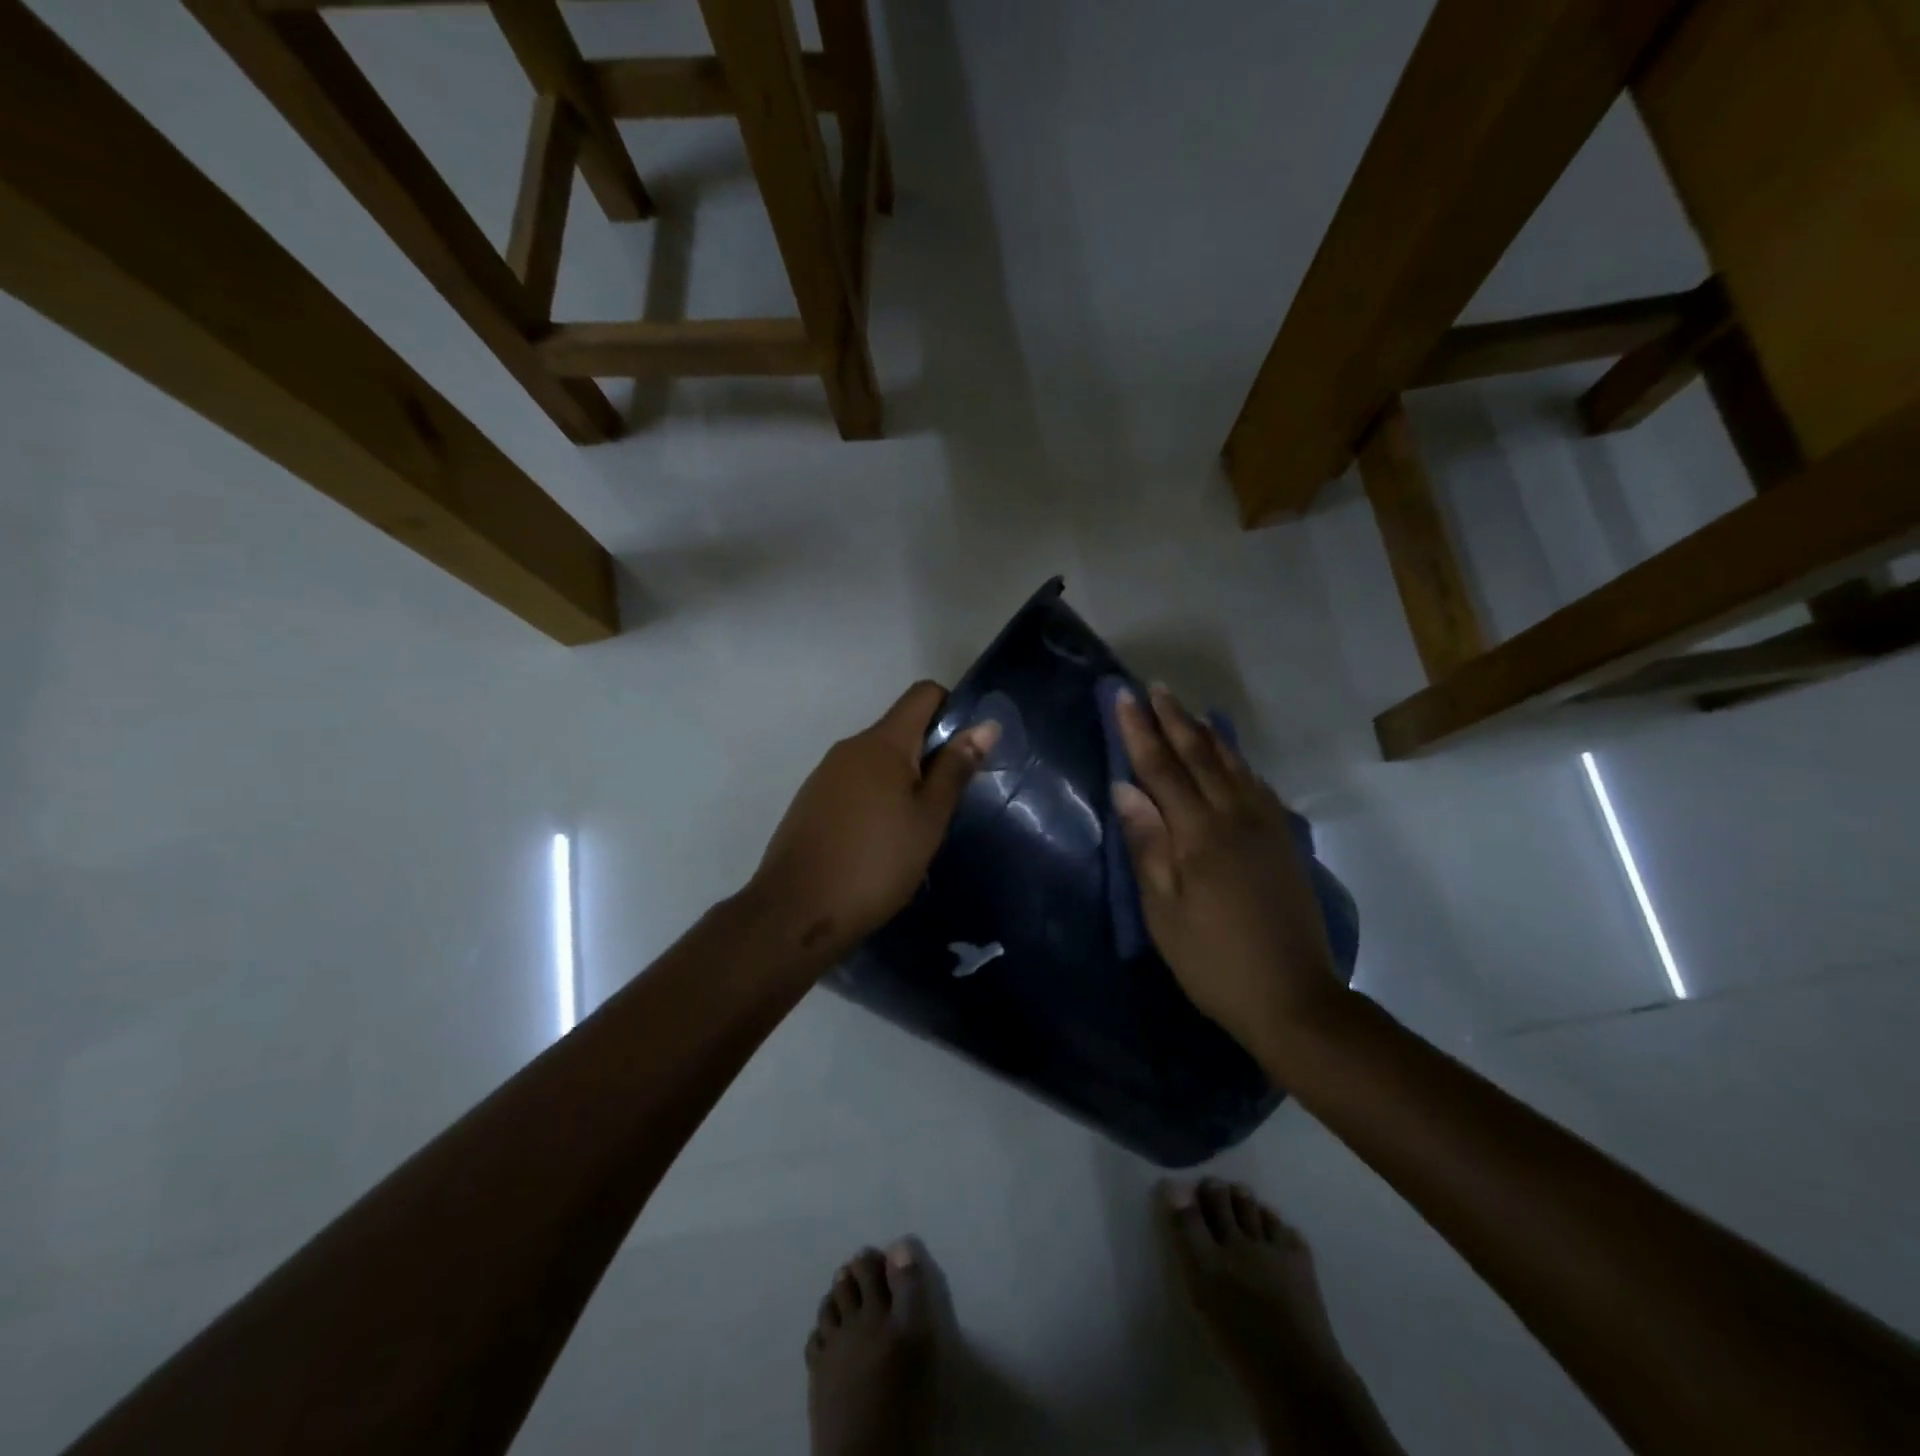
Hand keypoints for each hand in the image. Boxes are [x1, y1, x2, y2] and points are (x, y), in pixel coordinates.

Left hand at [748, 680, 999, 962]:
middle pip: (900, 729)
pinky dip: (877, 798)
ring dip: (903, 780)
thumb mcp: (928, 818)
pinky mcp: (811, 801)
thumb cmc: (876, 863)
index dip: (952, 709)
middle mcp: (850, 747)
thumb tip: (986, 725)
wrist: (797, 911)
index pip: (923, 694)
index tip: (969, 749)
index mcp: (882, 742)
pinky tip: (881, 841)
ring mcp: (825, 774)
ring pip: (877, 760)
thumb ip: (955, 769)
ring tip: (918, 828)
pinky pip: (855, 784)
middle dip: (930, 754)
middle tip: (949, 801)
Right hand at [1112, 685, 1345, 1068]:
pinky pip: (1257, 785)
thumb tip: (1125, 788)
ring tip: (1188, 708)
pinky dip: (1238, 761)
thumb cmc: (1213, 960)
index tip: (1123, 697)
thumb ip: (1147, 845)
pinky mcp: (1285, 840)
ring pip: (1232, 764)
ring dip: (1206, 732)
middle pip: (1199, 756)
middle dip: (1173, 719)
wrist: (1294, 997)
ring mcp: (1266, 826)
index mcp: (1199, 834)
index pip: (1161, 768)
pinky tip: (1230, 755)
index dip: (1139, 731)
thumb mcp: (1163, 912)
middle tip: (1153, 687)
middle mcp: (1235, 817)